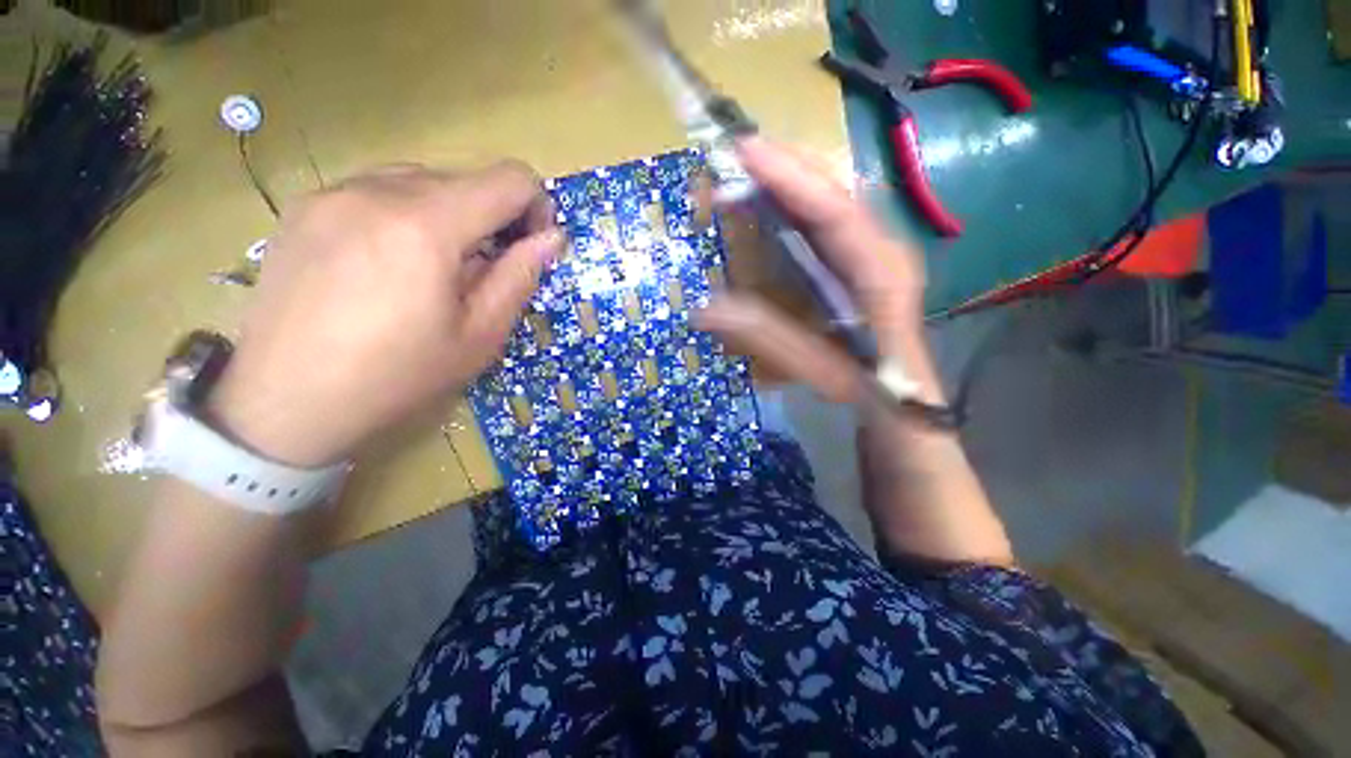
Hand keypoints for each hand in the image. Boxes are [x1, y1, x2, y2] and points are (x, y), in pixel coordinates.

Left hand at [208, 163, 563, 466]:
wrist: (284, 401)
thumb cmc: (397, 376)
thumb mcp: (480, 335)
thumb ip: (520, 277)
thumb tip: (551, 237)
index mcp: (426, 225)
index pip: (509, 179)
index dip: (536, 206)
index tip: (532, 246)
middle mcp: (377, 190)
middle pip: (466, 178)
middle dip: (493, 217)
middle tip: (486, 269)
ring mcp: (334, 192)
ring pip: (422, 180)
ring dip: (451, 215)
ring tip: (437, 268)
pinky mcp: (306, 205)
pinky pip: (379, 191)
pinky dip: (408, 215)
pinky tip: (392, 263)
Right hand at [696, 137, 941, 405]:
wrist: (904, 395)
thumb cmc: (871, 386)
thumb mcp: (822, 369)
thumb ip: (770, 338)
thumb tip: (705, 310)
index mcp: (880, 270)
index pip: (833, 209)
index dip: (789, 178)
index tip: (744, 152)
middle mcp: (879, 247)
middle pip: (832, 189)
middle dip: (783, 166)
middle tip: (731, 157)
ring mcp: (869, 249)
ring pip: (827, 197)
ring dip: (785, 179)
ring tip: (741, 172)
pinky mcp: (856, 258)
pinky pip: (821, 218)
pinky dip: (790, 204)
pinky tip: (764, 203)